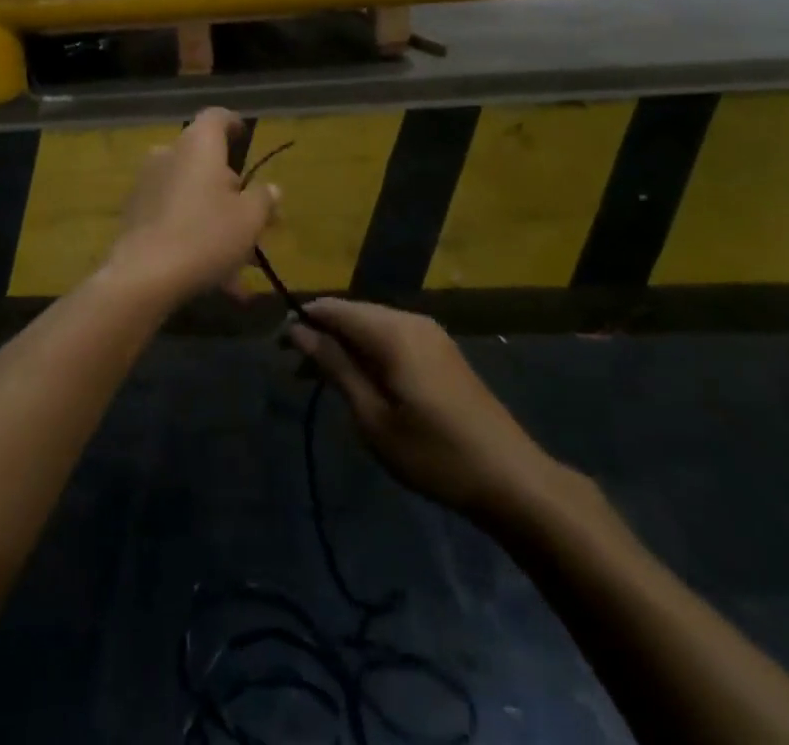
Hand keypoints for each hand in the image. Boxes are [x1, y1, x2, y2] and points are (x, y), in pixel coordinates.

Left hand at [109, 108, 278, 305]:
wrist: (143, 276)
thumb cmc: (206, 235)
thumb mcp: (249, 219)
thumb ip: (263, 199)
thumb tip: (270, 189)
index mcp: (199, 145)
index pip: (217, 117)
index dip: (234, 124)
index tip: (245, 138)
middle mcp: (169, 155)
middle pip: (206, 162)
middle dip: (231, 190)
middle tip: (255, 220)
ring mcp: (147, 184)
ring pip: (192, 195)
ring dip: (216, 221)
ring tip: (240, 263)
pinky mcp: (135, 215)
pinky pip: (174, 218)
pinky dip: (195, 238)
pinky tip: (216, 279)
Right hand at [291, 299, 558, 517]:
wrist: (512, 479)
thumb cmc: (434, 453)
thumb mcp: (373, 417)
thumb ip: (335, 367)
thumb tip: (298, 330)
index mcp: (391, 330)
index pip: (333, 308)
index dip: (302, 320)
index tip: (277, 347)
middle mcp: (410, 319)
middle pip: (353, 314)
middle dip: (322, 335)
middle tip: (295, 371)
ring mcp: (430, 333)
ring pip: (373, 326)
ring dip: (345, 346)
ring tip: (321, 380)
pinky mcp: (442, 351)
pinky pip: (393, 337)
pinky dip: (369, 352)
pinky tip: (361, 381)